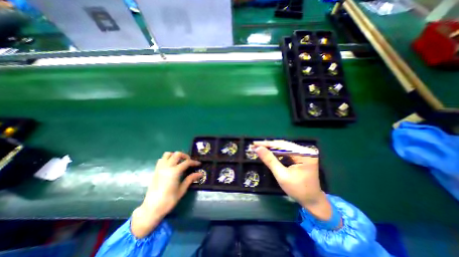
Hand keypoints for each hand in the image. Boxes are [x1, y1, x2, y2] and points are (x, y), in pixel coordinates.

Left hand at [130, 152, 200, 237]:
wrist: (152, 208)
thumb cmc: (168, 200)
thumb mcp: (182, 190)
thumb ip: (190, 179)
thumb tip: (200, 173)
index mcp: (174, 172)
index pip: (187, 162)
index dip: (194, 162)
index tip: (198, 164)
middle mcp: (167, 167)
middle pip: (177, 154)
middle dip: (185, 156)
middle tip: (189, 162)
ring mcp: (160, 168)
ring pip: (168, 154)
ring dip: (175, 155)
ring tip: (180, 161)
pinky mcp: (155, 170)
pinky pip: (161, 159)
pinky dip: (167, 158)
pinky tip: (171, 165)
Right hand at [253, 140, 332, 219]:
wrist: (312, 201)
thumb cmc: (298, 190)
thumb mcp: (281, 175)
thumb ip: (269, 160)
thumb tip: (258, 148)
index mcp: (304, 154)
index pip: (282, 145)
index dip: (267, 144)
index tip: (254, 143)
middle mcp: (305, 151)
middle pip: (282, 145)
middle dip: (268, 146)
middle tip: (254, 146)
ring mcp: (303, 153)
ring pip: (283, 148)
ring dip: (271, 149)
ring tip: (259, 148)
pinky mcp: (300, 156)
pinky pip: (285, 152)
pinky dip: (276, 153)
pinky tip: (268, 153)